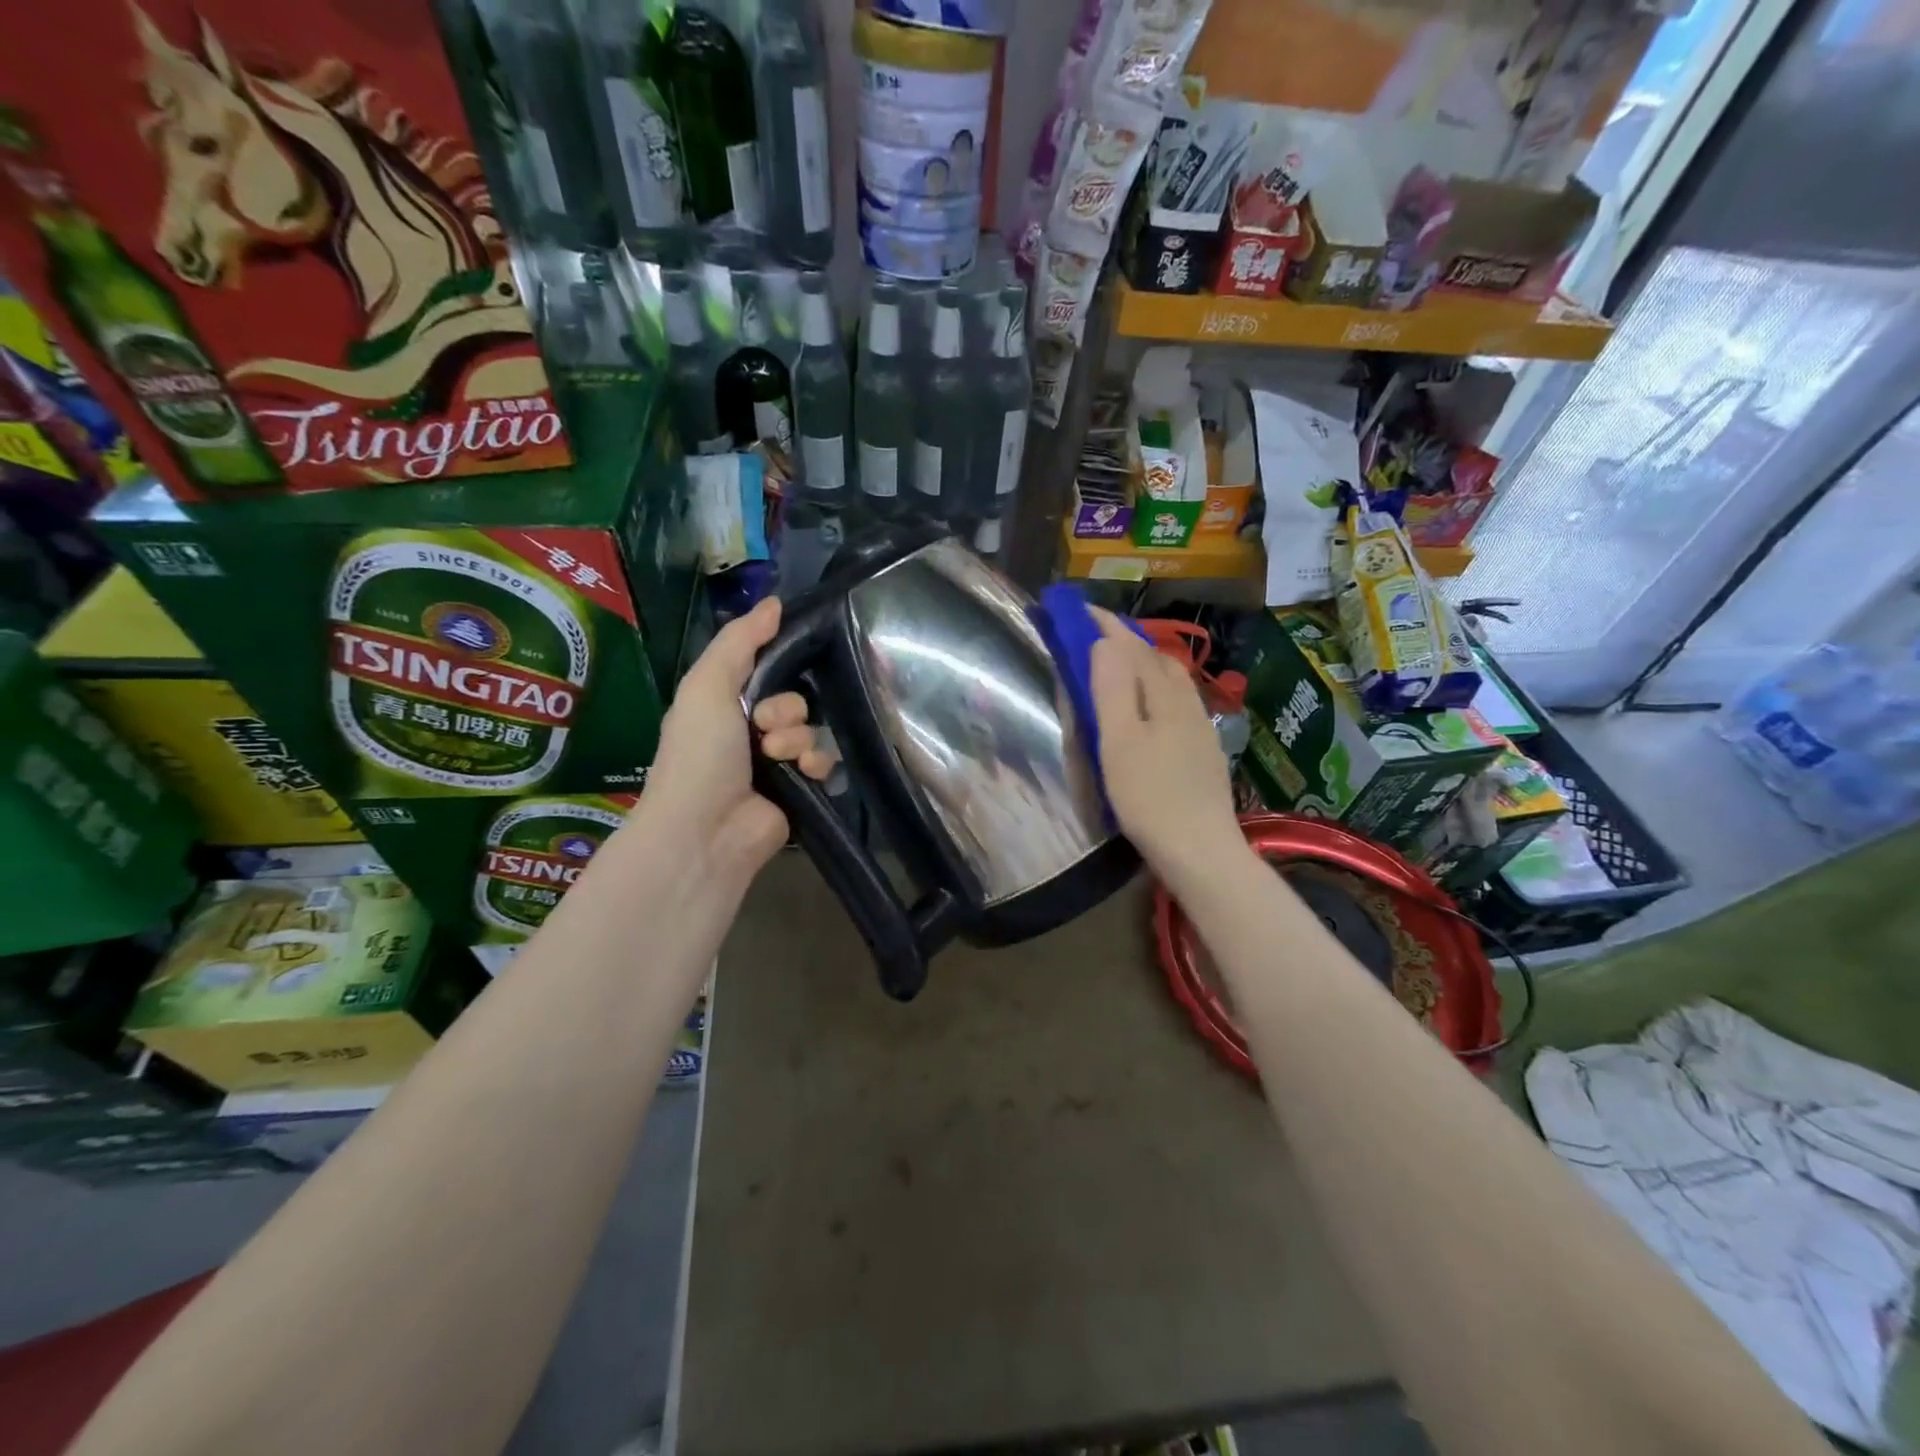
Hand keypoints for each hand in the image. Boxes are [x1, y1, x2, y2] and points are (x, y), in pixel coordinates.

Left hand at [630, 598, 830, 886]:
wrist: (706, 830)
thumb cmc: (699, 753)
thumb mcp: (707, 684)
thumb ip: (739, 641)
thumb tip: (776, 601)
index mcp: (723, 703)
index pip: (766, 669)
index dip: (777, 667)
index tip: (779, 670)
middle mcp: (749, 730)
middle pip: (794, 698)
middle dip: (785, 709)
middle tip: (764, 728)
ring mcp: (776, 762)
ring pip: (812, 729)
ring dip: (798, 738)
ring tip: (778, 757)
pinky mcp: (800, 789)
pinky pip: (825, 760)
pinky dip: (817, 762)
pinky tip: (803, 771)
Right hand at [1088, 608, 1245, 888]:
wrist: (1200, 850)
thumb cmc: (1150, 797)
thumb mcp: (1119, 742)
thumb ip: (1111, 689)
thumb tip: (1105, 641)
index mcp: (1163, 696)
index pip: (1133, 647)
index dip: (1106, 626)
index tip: (1080, 608)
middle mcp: (1186, 703)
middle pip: (1156, 659)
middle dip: (1126, 640)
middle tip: (1095, 634)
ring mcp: (1199, 728)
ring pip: (1171, 681)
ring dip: (1144, 663)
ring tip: (1120, 665)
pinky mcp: (1202, 751)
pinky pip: (1177, 702)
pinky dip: (1156, 689)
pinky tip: (1150, 707)